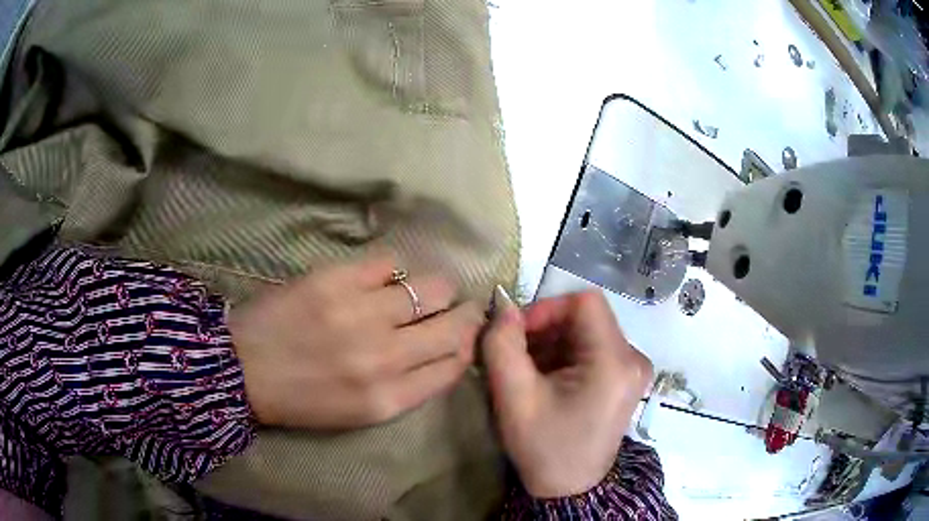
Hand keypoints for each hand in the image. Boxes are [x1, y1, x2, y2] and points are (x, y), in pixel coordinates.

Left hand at [230, 254, 482, 429]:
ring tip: (418, 290)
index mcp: (389, 399)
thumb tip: (446, 351)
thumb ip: (408, 387)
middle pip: (455, 324)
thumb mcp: (361, 413)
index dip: (468, 345)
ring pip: (433, 286)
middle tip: (456, 306)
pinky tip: (379, 280)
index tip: (465, 334)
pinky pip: (389, 262)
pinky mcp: (336, 279)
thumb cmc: (302, 398)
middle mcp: (384, 357)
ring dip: (434, 289)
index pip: (456, 365)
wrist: (241, 369)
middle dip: (465, 313)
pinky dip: (391, 271)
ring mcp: (360, 314)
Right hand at [482, 288, 652, 497]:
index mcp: (615, 361)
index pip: (584, 302)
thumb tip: (504, 308)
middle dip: (545, 330)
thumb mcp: (514, 399)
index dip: (546, 308)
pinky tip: (546, 380)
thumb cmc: (544, 447)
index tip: (517, 334)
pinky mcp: (625, 377)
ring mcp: (632, 367)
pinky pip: (592, 348)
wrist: (570, 488)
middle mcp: (633, 357)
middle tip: (515, 357)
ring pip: (586, 332)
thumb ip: (502, 346)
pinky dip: (564, 356)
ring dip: (552, 344)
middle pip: (585, 318)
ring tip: (527, 373)